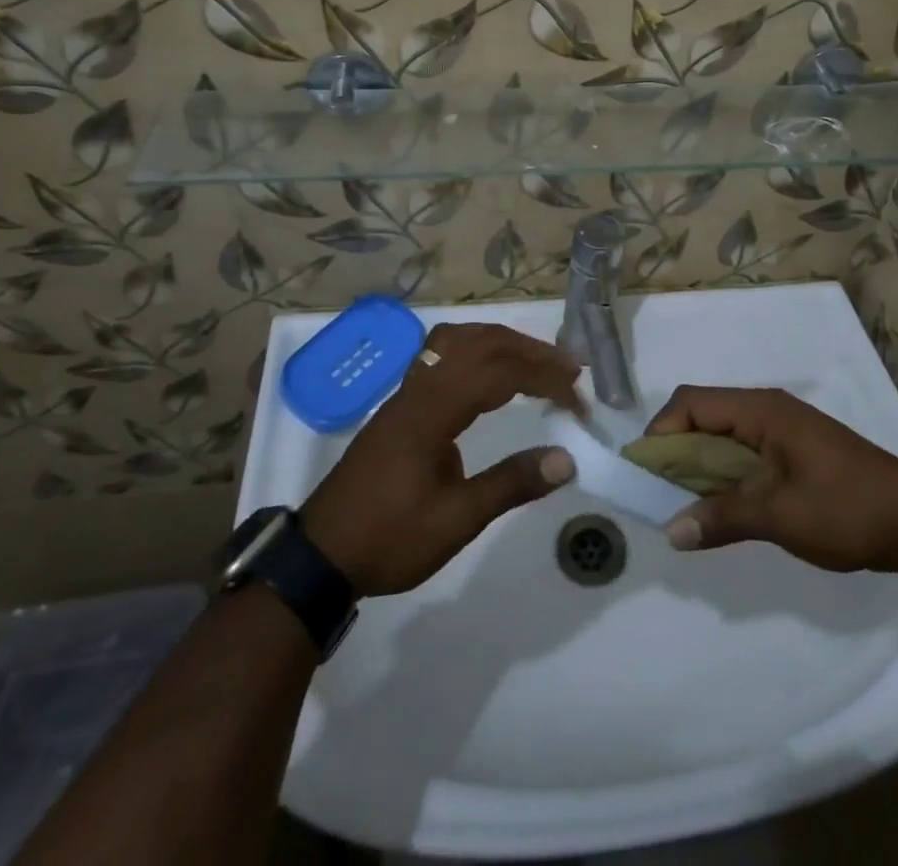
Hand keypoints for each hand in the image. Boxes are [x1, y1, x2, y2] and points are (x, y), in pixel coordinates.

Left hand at [302, 323, 582, 596]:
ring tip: (535, 361)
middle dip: (530, 351)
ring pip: (458, 340)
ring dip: (502, 343)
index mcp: (433, 410)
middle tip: (569, 370)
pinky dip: (477, 351)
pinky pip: (443, 354)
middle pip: (481, 343)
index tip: (578, 401)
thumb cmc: (388, 539)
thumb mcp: (455, 521)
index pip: (500, 373)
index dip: (545, 379)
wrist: (320, 556)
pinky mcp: (400, 405)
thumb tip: (567, 459)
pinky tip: (490, 374)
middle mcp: (420, 388)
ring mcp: (406, 393)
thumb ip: (510, 485)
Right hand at [645, 386, 897, 572]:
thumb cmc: (846, 509)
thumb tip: (670, 531)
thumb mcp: (779, 516)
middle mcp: (766, 410)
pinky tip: (719, 506)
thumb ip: (721, 518)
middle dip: (674, 452)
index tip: (645, 475)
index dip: (661, 432)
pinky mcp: (793, 451)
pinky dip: (723, 474)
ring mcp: (782, 430)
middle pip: (703, 416)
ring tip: (682, 505)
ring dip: (698, 466)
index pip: (692, 403)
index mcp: (760, 410)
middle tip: (657, 495)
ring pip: (722, 436)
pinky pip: (743, 453)